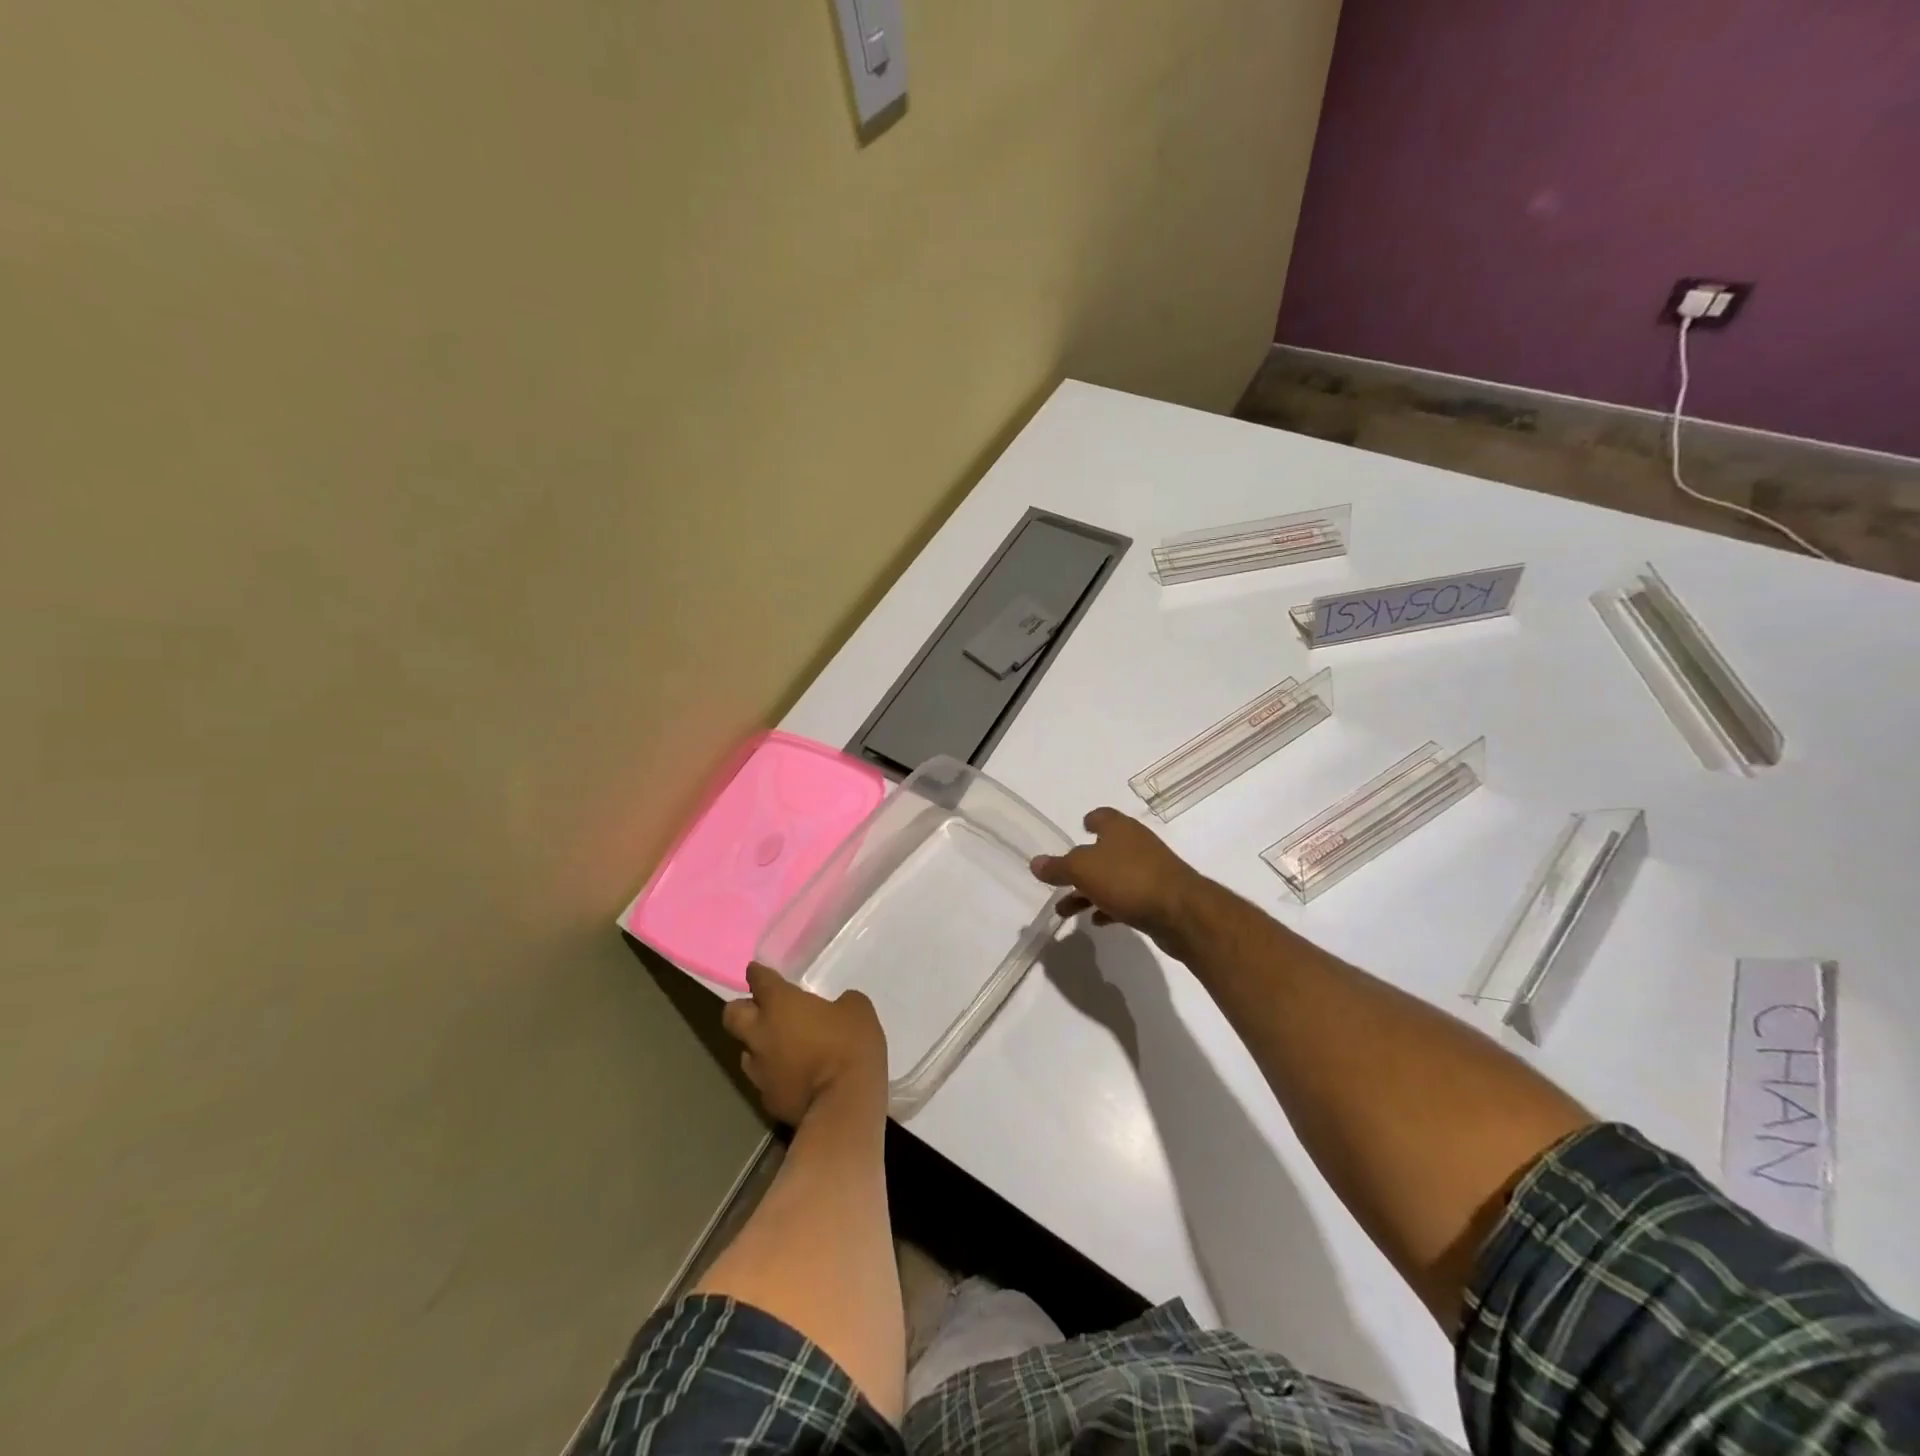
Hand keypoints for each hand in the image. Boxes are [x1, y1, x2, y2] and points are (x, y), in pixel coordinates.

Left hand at [722, 963, 887, 1125]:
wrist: (843, 1106)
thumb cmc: (849, 1047)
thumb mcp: (858, 1010)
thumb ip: (841, 1003)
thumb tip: (838, 1007)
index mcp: (780, 1004)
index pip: (758, 980)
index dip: (758, 973)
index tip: (757, 970)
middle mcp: (761, 1034)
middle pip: (732, 1015)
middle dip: (742, 1009)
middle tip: (761, 1008)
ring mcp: (760, 1070)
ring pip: (745, 1050)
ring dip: (758, 1044)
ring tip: (778, 1046)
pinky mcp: (766, 1100)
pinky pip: (763, 1079)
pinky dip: (774, 1074)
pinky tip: (792, 1075)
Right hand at [1031, 808, 1208, 959]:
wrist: (1181, 912)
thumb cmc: (1128, 879)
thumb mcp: (1083, 870)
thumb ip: (1058, 867)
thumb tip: (1035, 862)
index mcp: (1119, 829)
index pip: (1102, 816)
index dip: (1089, 821)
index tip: (1079, 829)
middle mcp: (1135, 845)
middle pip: (1103, 851)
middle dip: (1080, 867)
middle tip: (1059, 882)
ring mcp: (1149, 871)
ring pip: (1112, 878)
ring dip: (1089, 892)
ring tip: (1065, 910)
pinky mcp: (1157, 898)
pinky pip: (1127, 899)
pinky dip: (1109, 907)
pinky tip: (1097, 921)